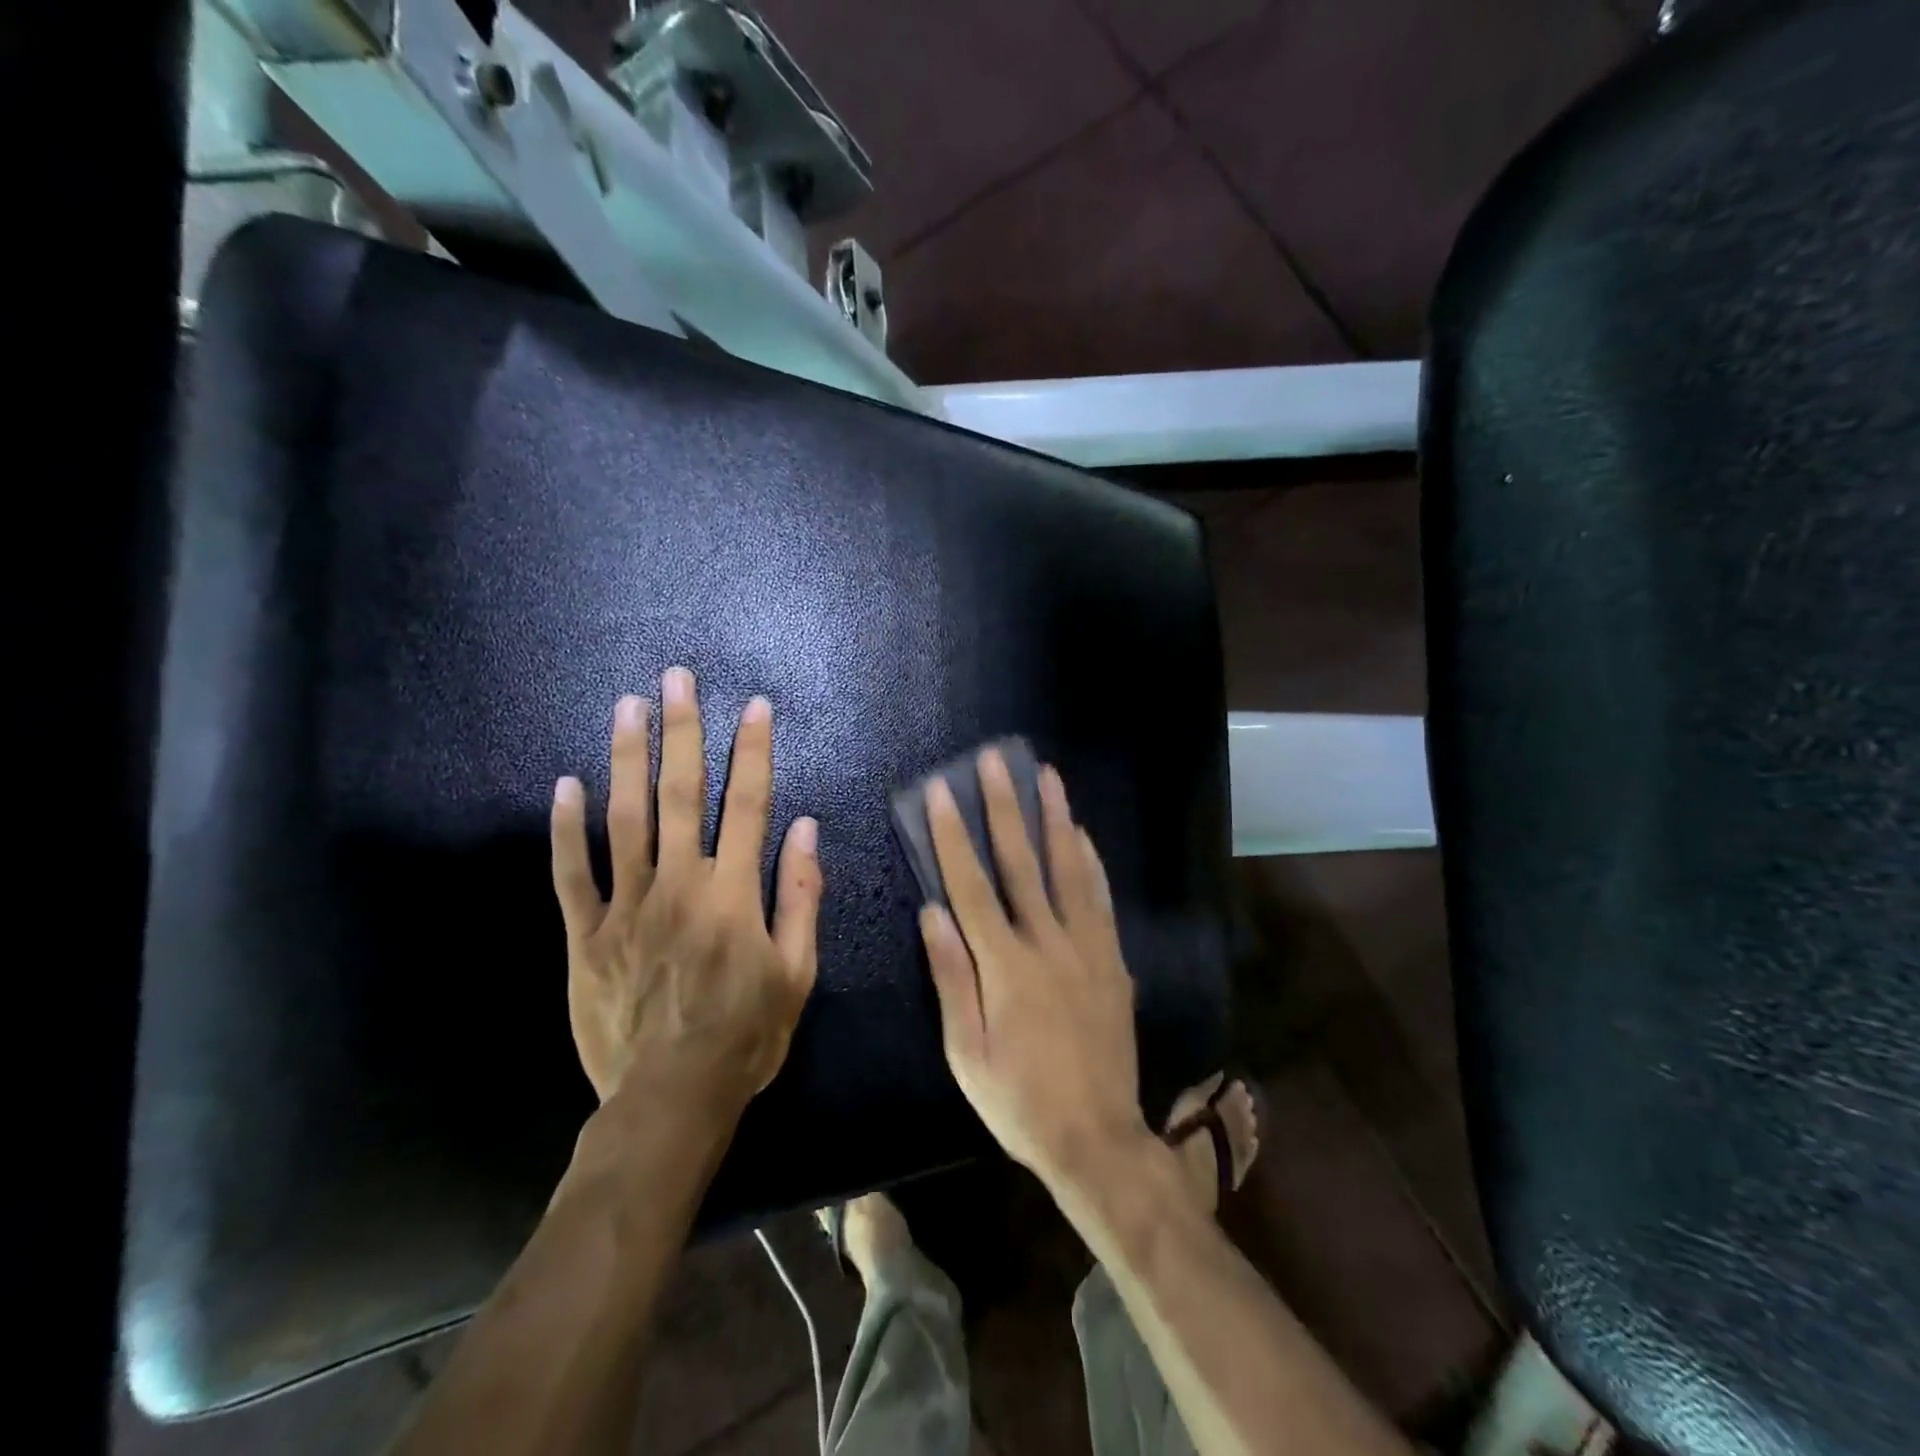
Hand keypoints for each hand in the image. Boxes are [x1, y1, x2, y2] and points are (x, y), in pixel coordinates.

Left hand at [550, 667, 823, 1106]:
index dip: (753, 752)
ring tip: (628, 706)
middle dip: (683, 731)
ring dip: (627, 758)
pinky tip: (567, 784)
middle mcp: (679, 885)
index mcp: (733, 894)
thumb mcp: (797, 973)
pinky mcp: (586, 935)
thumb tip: (804, 830)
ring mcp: (626, 906)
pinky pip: (572, 874)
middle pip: (680, 794)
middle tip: (677, 678)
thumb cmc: (746, 1036)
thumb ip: (800, 896)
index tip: (755, 707)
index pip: (748, 805)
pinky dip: (567, 828)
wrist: (670, 1100)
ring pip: (624, 819)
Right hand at [918, 748, 1149, 1188]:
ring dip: (1055, 818)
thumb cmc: (1018, 1100)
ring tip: (1047, 776)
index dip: (953, 834)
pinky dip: (1090, 861)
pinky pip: (1100, 898)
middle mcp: (1048, 943)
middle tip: (996, 762)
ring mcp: (1087, 948)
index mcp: (1004, 965)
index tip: (942, 791)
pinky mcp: (1113, 960)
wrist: (1097, 1138)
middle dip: (1005, 807)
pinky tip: (1083, 834)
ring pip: (1068, 868)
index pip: (971, 884)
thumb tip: (931, 911)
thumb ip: (951, 977)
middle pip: (1021, 862)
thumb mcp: (966, 1053)